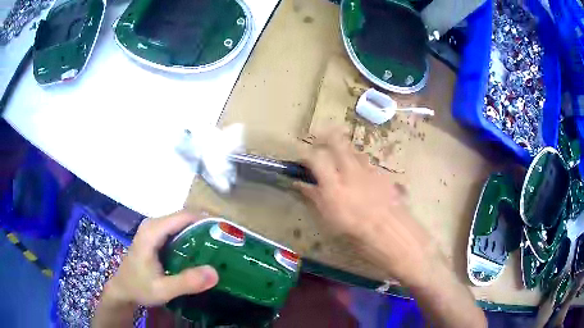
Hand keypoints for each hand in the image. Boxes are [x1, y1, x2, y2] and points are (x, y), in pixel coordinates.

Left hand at [102, 211, 218, 306]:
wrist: (123, 289)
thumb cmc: (139, 288)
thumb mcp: (163, 290)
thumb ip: (187, 282)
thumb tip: (215, 272)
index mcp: (153, 231)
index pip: (184, 216)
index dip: (206, 220)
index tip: (227, 232)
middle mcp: (153, 224)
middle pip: (184, 217)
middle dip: (206, 227)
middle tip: (226, 242)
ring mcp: (153, 229)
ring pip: (181, 223)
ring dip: (200, 232)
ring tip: (219, 246)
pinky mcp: (155, 236)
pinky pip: (177, 230)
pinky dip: (191, 237)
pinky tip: (201, 251)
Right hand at [296, 131, 437, 286]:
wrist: (392, 234)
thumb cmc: (356, 233)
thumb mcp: (330, 219)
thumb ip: (315, 197)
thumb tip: (301, 184)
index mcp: (334, 186)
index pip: (316, 158)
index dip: (306, 154)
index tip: (303, 159)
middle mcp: (351, 172)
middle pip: (337, 142)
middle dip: (326, 136)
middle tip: (321, 139)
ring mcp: (369, 171)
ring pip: (354, 151)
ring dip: (345, 151)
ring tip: (342, 161)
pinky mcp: (383, 174)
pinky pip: (368, 164)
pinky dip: (361, 166)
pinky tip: (363, 178)